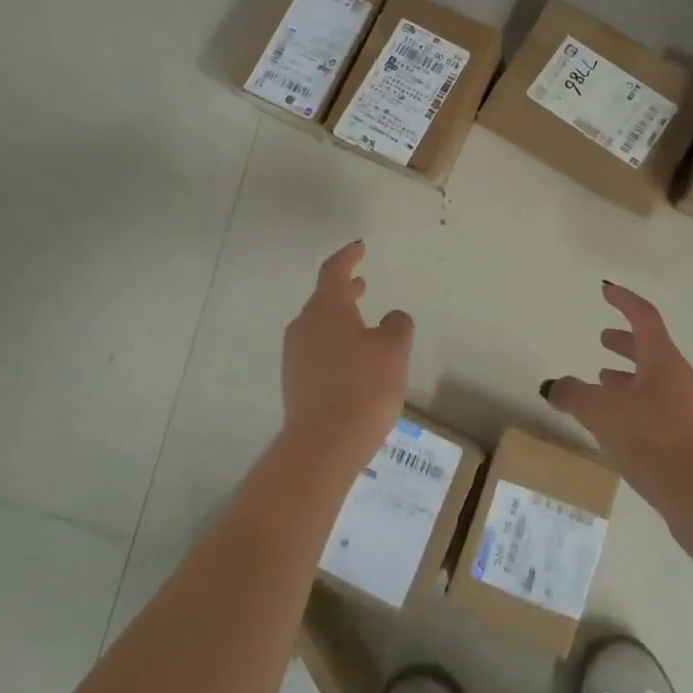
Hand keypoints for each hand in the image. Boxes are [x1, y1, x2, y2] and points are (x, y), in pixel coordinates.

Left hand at [282, 240, 412, 469]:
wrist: (323, 445)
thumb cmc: (363, 387)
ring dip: (339, 319)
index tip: (359, 247)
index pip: (334, 271)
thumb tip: (393, 318)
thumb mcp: (394, 350)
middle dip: (344, 290)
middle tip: (362, 284)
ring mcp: (295, 355)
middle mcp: (305, 326)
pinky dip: (334, 344)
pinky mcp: (295, 382)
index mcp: (327, 308)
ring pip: (318, 326)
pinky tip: (352, 362)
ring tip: (362, 325)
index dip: (348, 257)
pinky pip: (316, 351)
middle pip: (323, 299)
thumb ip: (397, 326)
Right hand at [542, 281, 692, 551]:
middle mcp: (680, 379)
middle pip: (651, 350)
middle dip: (625, 342)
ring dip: (628, 376)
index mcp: (662, 360)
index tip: (606, 290)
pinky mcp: (689, 440)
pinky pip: (657, 409)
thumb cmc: (652, 439)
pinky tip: (618, 425)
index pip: (643, 317)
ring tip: (602, 381)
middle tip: (603, 338)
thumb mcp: (601, 412)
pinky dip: (635, 405)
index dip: (623, 301)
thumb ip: (573, 394)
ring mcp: (689, 410)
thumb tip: (553, 386)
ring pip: (653, 382)